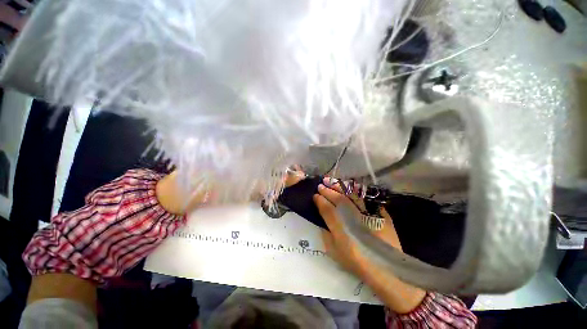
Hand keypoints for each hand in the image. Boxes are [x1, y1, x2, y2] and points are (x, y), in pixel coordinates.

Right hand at [313, 178, 400, 275]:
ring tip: (331, 181)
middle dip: (327, 190)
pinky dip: (355, 190)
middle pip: (339, 199)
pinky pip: (365, 197)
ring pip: (351, 194)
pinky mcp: (379, 212)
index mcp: (342, 229)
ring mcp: (369, 213)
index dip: (319, 200)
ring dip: (339, 186)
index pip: (327, 209)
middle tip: (320, 185)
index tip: (314, 195)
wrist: (386, 269)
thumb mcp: (335, 252)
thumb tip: (323, 221)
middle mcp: (355, 217)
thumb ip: (326, 234)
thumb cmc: (357, 262)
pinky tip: (348, 187)